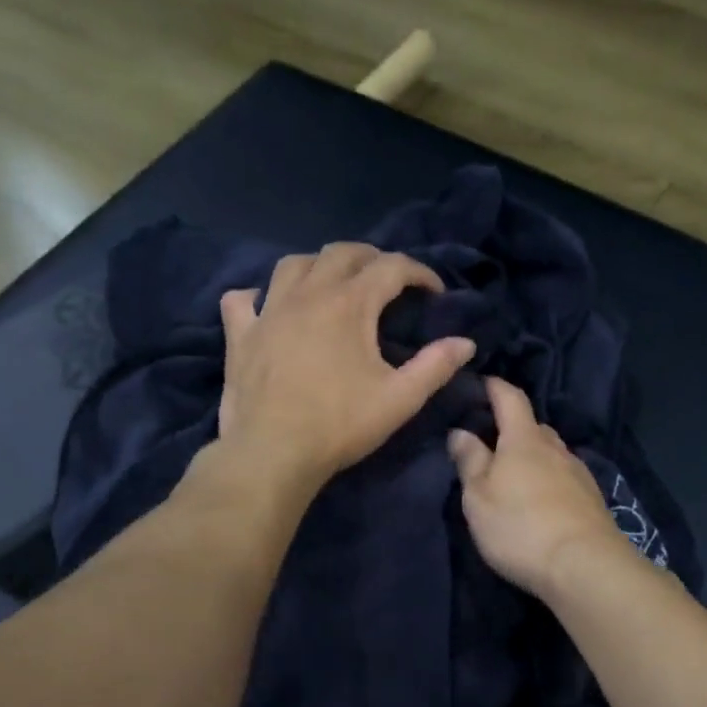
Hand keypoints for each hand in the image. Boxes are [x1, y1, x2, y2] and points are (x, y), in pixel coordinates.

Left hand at [218, 243, 475, 484]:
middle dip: (372, 258)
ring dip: (320, 266)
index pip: (391, 267)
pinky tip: (270, 307)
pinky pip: (245, 299)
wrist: (273, 452)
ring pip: (294, 264)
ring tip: (335, 285)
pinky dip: (261, 296)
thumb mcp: (400, 399)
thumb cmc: (340, 425)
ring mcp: (268, 310)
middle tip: (389, 282)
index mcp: (349, 304)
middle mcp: (307, 293)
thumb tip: (465, 343)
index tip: (434, 292)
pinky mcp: (241, 334)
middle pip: (342, 253)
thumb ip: (435, 367)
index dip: (419, 272)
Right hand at [448, 377, 632, 599]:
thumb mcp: (479, 496)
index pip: (510, 398)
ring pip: (551, 454)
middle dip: (513, 428)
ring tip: (514, 476)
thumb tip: (461, 431)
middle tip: (491, 442)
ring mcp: (578, 473)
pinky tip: (540, 500)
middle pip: (533, 427)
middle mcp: (556, 448)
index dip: (495, 387)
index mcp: (524, 439)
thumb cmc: (519, 526)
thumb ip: (470, 461)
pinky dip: (549, 480)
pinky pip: (564, 478)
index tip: (482, 383)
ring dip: (533, 458)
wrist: (584, 565)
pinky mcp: (592, 500)